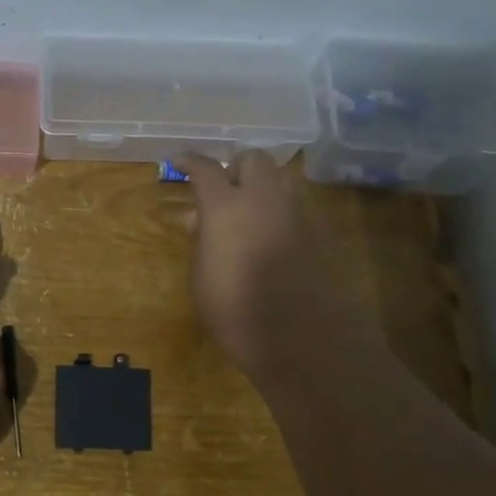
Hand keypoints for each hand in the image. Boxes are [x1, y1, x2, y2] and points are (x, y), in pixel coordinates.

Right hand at [179, 152, 370, 382]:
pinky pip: (293, 208)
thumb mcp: (200, 275)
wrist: (297, 336)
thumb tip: (205, 222)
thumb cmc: (233, 308)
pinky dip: (277, 213)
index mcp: (225, 206)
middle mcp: (263, 199)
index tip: (179, 162)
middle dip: (236, 168)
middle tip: (222, 190)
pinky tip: (267, 239)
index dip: (190, 162)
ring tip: (246, 214)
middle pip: (253, 159)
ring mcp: (294, 213)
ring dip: (260, 188)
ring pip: (279, 180)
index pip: (205, 168)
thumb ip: (202, 240)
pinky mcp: (316, 233)